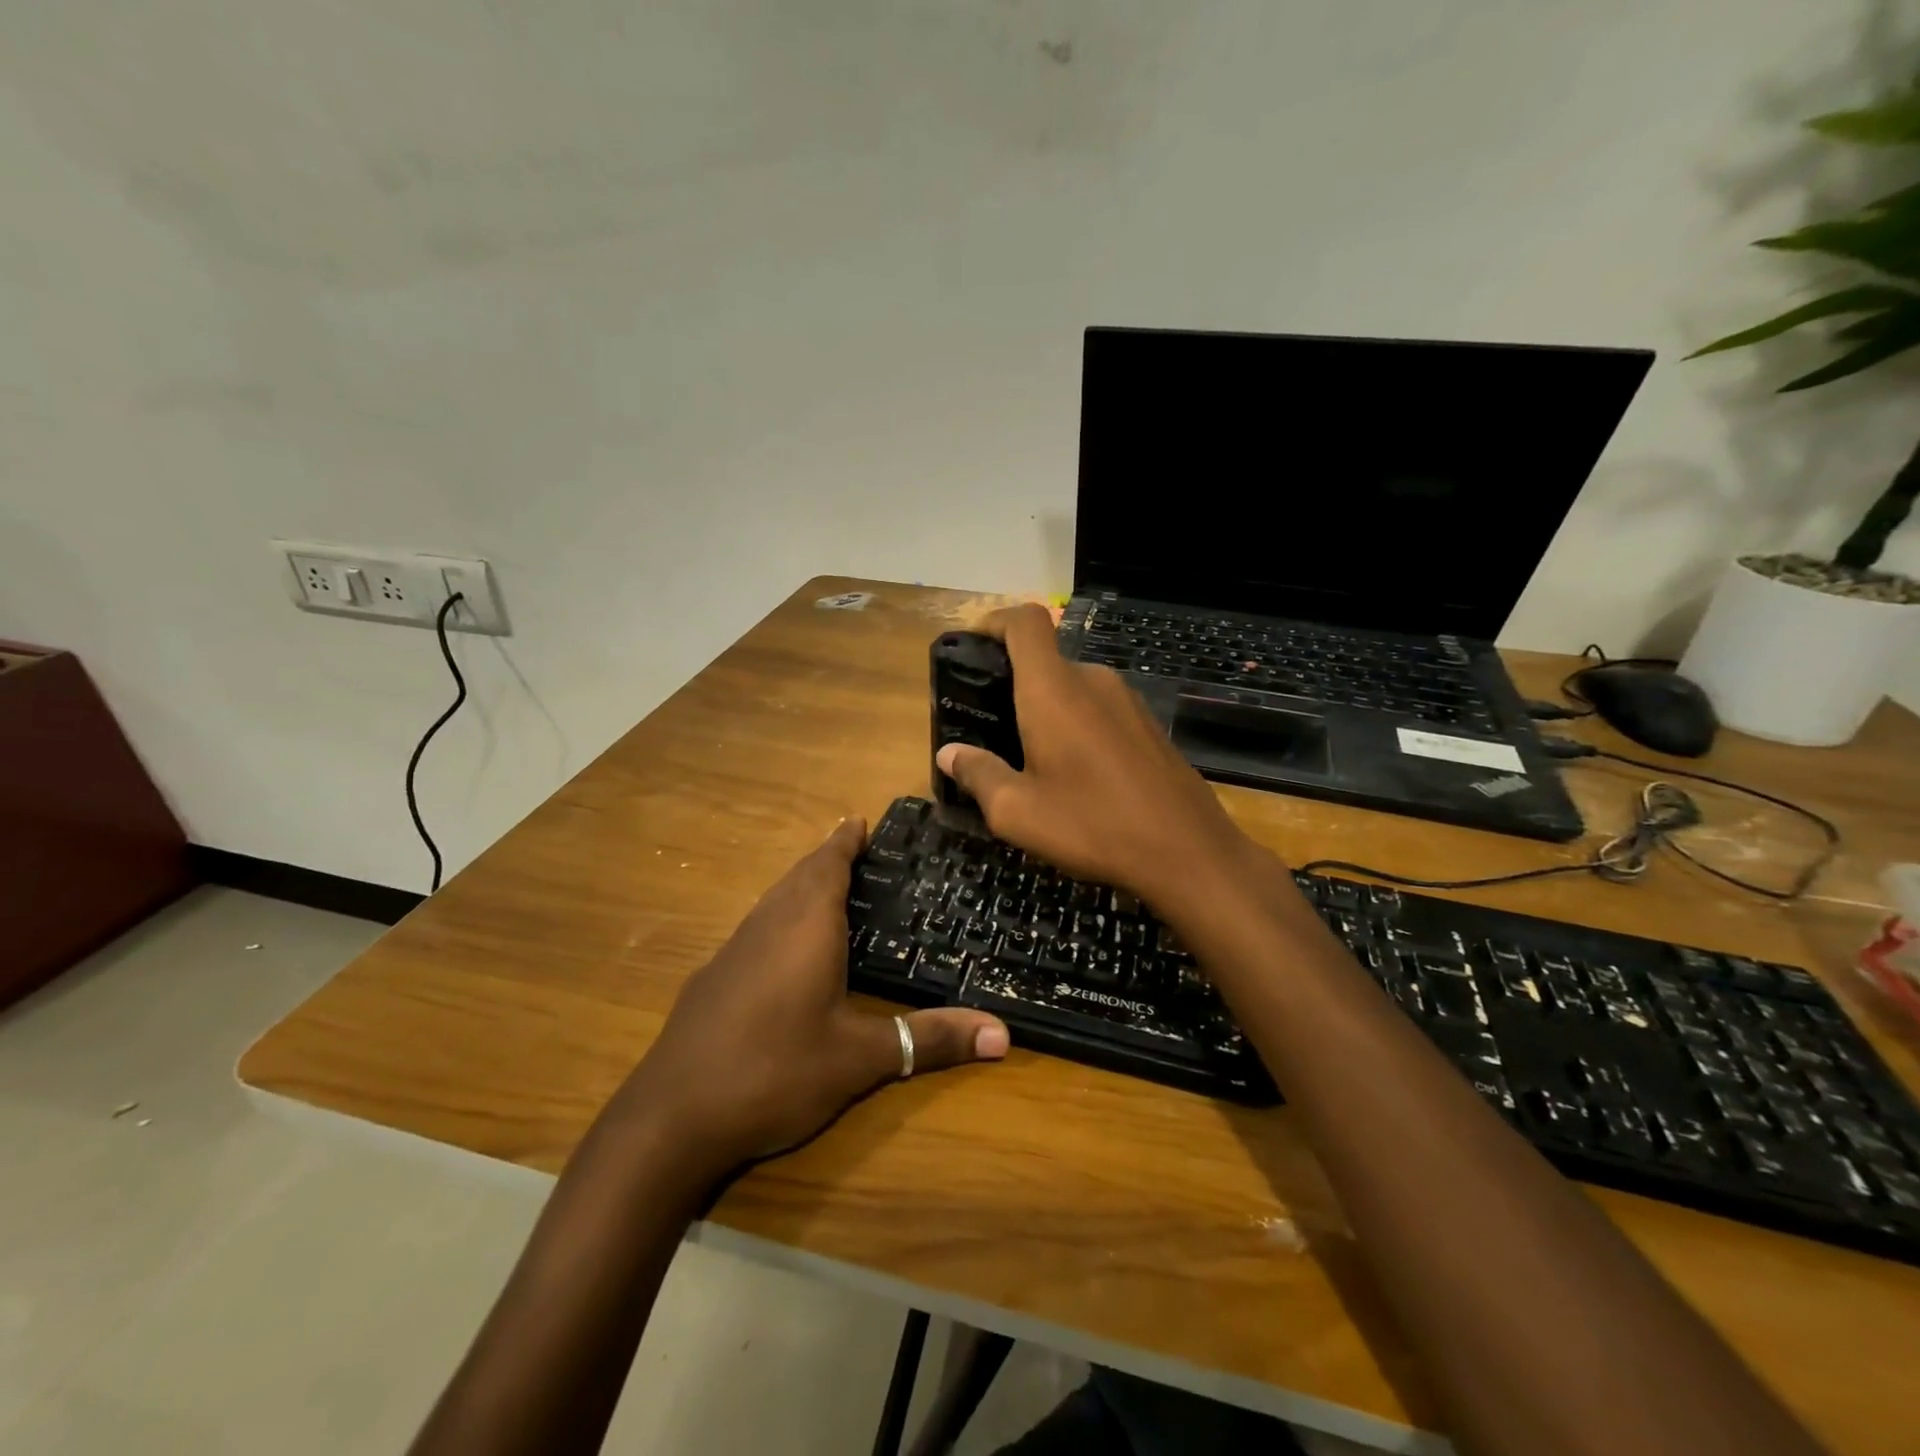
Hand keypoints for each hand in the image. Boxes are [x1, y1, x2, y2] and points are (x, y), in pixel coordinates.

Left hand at [617, 819, 1008, 1171]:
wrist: (671, 1117)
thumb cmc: (775, 1070)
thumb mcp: (861, 1059)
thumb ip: (929, 1040)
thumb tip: (1004, 1034)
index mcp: (806, 925)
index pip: (828, 864)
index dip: (844, 840)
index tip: (860, 820)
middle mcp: (767, 924)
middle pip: (799, 875)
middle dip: (826, 859)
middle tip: (857, 850)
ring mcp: (733, 950)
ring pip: (773, 900)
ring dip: (800, 886)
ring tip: (828, 889)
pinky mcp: (711, 978)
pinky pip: (756, 928)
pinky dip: (780, 918)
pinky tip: (786, 951)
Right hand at [935, 605, 1255, 918]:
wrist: (1187, 852)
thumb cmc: (1092, 825)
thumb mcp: (1017, 811)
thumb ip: (978, 774)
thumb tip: (949, 754)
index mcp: (1054, 689)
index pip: (1024, 622)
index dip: (993, 621)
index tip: (972, 646)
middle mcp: (1093, 680)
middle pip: (1044, 661)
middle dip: (1012, 685)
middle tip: (990, 729)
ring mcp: (1127, 701)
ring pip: (1072, 689)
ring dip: (1046, 711)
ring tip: (1029, 759)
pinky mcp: (1148, 725)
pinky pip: (1099, 710)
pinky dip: (1076, 726)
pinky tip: (1076, 775)